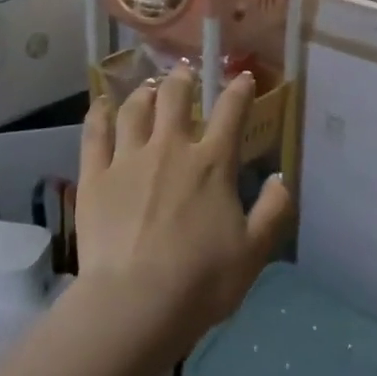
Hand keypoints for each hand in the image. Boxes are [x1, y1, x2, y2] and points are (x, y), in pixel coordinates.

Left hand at [75, 68, 293, 348]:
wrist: (136, 303)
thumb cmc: (202, 280)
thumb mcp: (254, 251)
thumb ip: (273, 211)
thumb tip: (282, 179)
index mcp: (212, 164)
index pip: (231, 113)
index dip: (239, 90)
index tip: (243, 78)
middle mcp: (170, 149)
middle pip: (175, 98)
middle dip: (183, 79)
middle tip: (186, 72)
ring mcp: (128, 160)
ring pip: (135, 110)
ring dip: (144, 92)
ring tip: (148, 86)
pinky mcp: (95, 177)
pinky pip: (95, 135)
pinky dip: (99, 115)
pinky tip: (101, 106)